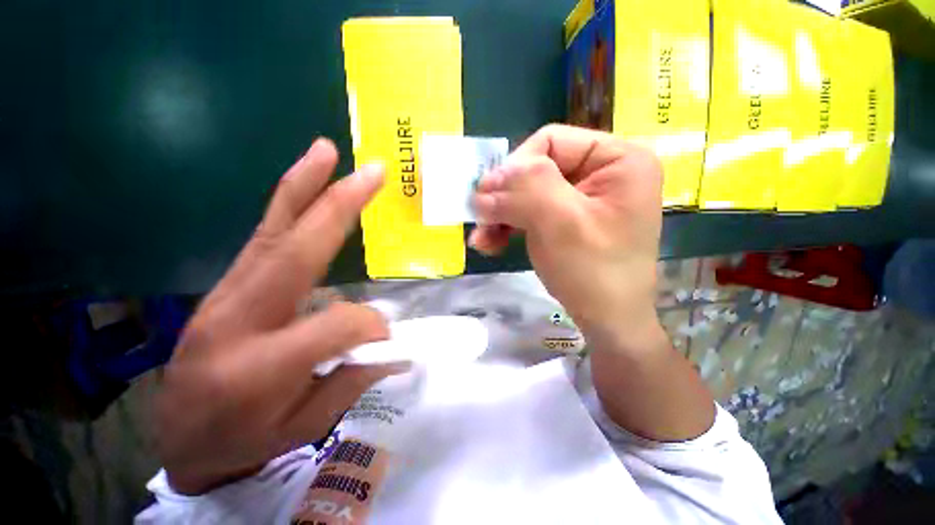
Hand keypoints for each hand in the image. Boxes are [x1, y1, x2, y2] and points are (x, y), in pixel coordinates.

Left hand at [155, 139, 408, 494]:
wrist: (178, 438)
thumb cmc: (242, 441)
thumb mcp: (304, 427)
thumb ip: (351, 380)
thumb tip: (390, 343)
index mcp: (260, 368)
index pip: (336, 324)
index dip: (370, 326)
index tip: (385, 338)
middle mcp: (239, 318)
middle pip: (294, 250)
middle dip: (338, 205)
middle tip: (371, 172)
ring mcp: (226, 294)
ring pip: (271, 230)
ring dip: (303, 187)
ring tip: (326, 152)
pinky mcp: (226, 285)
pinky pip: (263, 237)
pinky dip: (287, 205)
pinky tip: (306, 186)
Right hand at [470, 124, 663, 349]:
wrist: (608, 322)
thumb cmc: (594, 272)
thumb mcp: (560, 223)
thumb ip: (525, 189)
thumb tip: (486, 183)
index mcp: (618, 159)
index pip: (551, 141)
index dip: (514, 167)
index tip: (488, 197)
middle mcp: (602, 172)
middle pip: (536, 169)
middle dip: (504, 197)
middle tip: (479, 219)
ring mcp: (583, 198)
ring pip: (528, 193)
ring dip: (501, 215)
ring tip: (481, 238)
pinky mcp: (568, 219)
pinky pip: (532, 212)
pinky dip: (509, 226)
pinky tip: (492, 243)